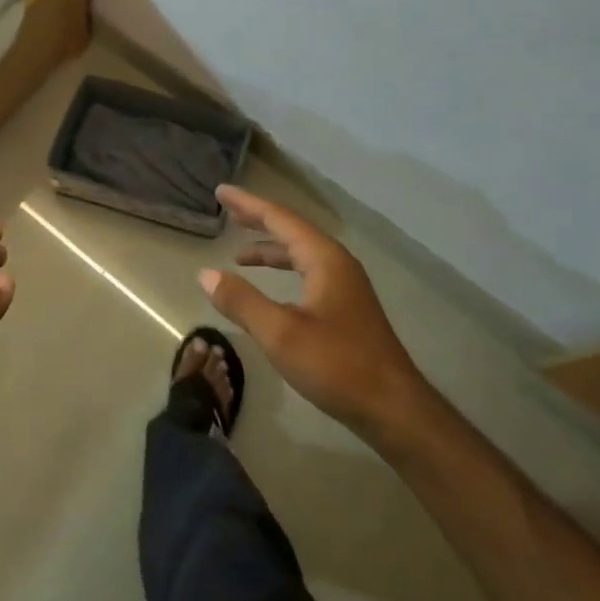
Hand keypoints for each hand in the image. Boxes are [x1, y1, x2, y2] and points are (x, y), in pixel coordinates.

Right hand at [202, 186, 431, 446]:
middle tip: (227, 209)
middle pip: (292, 229)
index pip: (279, 218)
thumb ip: (242, 301)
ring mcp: (345, 285)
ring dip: (270, 248)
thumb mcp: (281, 334)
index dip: (248, 204)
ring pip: (301, 253)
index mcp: (324, 258)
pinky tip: (272, 288)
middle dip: (258, 219)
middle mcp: (337, 262)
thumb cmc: (337, 366)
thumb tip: (205, 273)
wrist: (394, 409)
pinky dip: (285, 269)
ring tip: (239, 254)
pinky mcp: (347, 307)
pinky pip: (308, 271)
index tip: (221, 191)